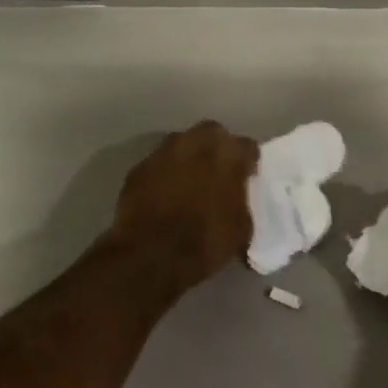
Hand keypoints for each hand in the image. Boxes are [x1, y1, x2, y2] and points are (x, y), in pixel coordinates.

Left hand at [108, 122, 258, 289]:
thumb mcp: (241, 229)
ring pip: (181, 142)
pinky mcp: (138, 168)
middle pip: (212, 132)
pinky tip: (164, 191)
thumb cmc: (206, 243)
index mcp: (228, 157)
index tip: (248, 174)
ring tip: (190, 178)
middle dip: (217, 145)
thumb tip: (237, 201)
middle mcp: (195, 144)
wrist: (152, 256)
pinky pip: (158, 163)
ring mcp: (163, 153)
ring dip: (188, 155)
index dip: (248, 161)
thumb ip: (242, 203)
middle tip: (219, 169)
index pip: (247, 146)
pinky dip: (164, 172)